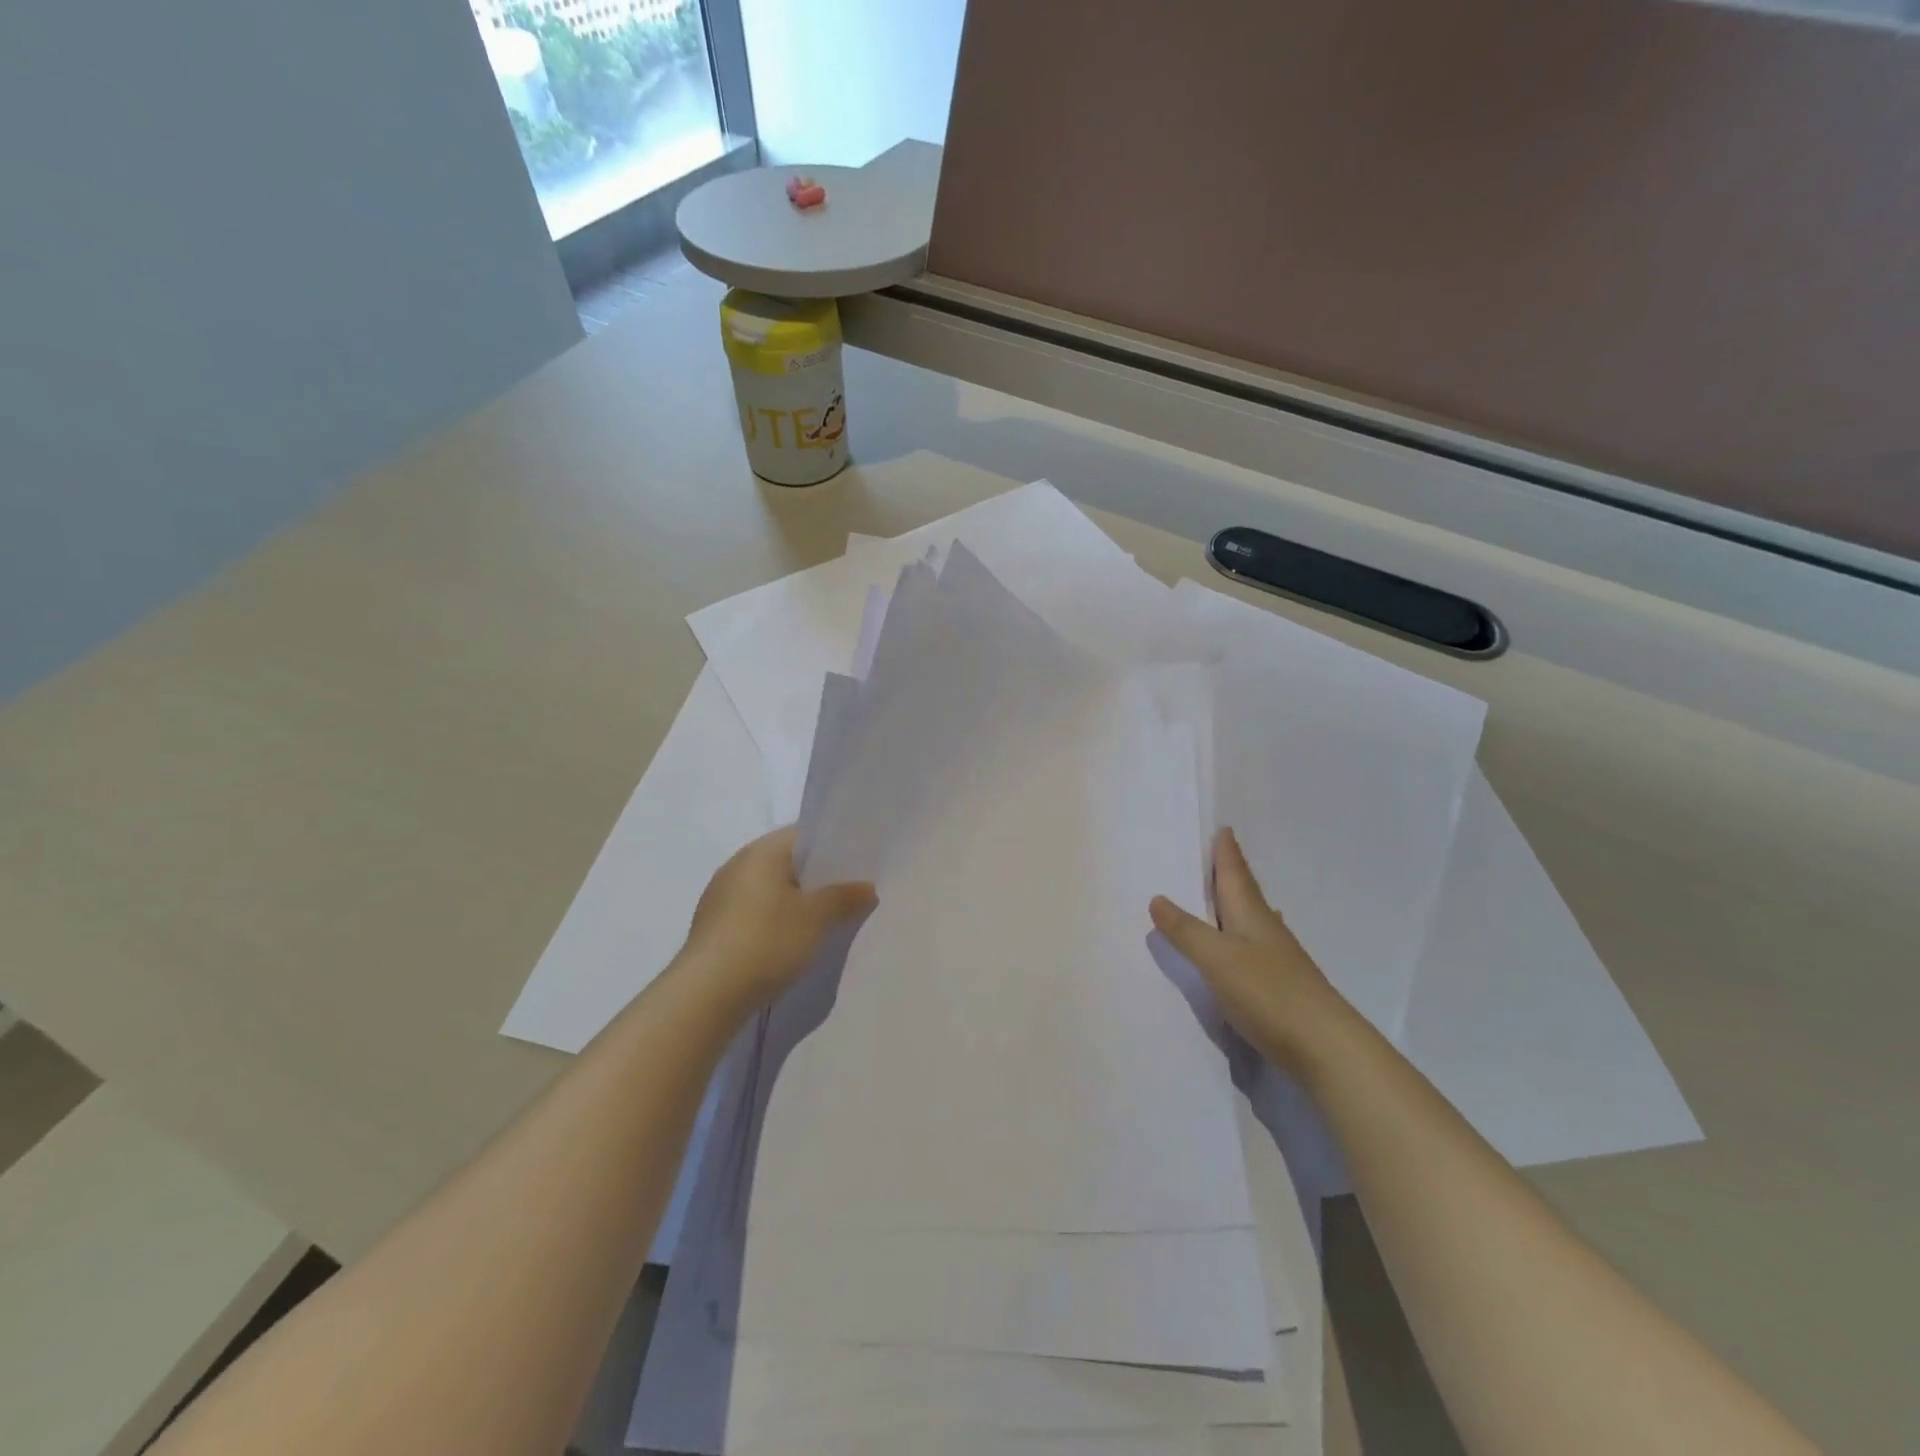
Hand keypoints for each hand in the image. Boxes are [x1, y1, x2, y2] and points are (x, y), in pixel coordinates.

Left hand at [680, 827, 876, 1013]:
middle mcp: (737, 865)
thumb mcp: (817, 918)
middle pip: (786, 862)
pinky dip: (775, 921)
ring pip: (770, 889)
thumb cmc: (767, 941)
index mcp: (761, 851)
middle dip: (816, 878)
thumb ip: (844, 897)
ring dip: (795, 902)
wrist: (707, 994)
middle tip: (848, 894)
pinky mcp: (713, 927)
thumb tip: (867, 887)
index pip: (803, 835)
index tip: (857, 866)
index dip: (833, 847)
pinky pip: (754, 912)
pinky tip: (791, 943)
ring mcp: (721, 896)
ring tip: (824, 922)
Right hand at [1149, 827, 1350, 1068]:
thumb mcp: (1216, 959)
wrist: (1327, 1048)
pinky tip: (1248, 945)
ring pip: (1253, 919)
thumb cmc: (1268, 993)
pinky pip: (1256, 946)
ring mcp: (1279, 959)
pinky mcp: (1283, 986)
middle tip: (1218, 855)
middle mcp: (1267, 930)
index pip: (1235, 874)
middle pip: (1246, 893)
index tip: (1223, 829)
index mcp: (1251, 915)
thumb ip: (1186, 931)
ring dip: (1238, 903)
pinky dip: (1243, 935)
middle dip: (1231, 874)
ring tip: (1227, 895)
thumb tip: (1157, 898)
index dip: (1226, 852)